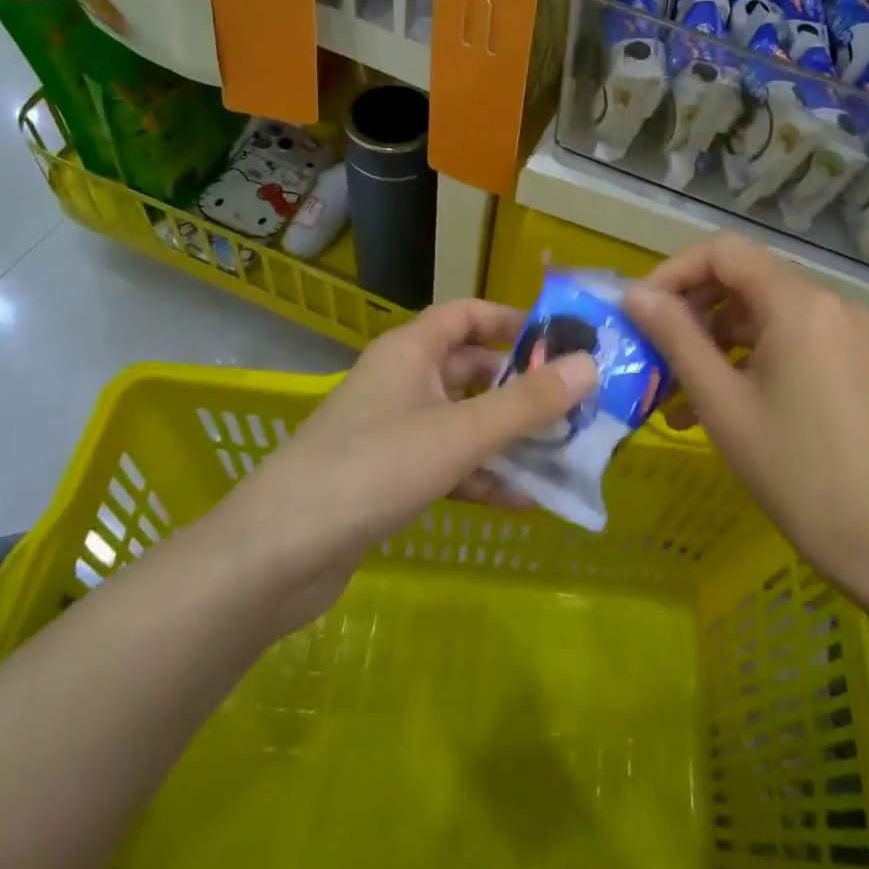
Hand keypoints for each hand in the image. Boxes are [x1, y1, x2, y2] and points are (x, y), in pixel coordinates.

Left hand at [221, 300, 595, 635]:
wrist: (279, 553)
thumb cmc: (374, 468)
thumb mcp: (461, 432)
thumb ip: (526, 403)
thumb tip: (590, 365)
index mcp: (410, 351)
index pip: (466, 315)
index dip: (511, 321)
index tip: (560, 340)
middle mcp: (401, 381)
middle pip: (471, 371)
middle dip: (520, 388)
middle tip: (574, 406)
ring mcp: (392, 431)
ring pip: (463, 422)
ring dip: (507, 438)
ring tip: (561, 455)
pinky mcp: (387, 477)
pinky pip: (446, 465)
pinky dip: (480, 477)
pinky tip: (521, 502)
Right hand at [624, 234, 868, 603]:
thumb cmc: (797, 471)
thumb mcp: (722, 403)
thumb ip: (676, 338)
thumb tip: (635, 294)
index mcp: (798, 302)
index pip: (722, 252)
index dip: (672, 272)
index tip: (640, 312)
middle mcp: (826, 303)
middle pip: (742, 279)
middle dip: (690, 311)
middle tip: (651, 352)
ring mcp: (843, 332)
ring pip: (760, 314)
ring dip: (713, 342)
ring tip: (674, 393)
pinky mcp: (849, 361)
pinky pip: (785, 341)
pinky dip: (745, 360)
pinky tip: (716, 405)